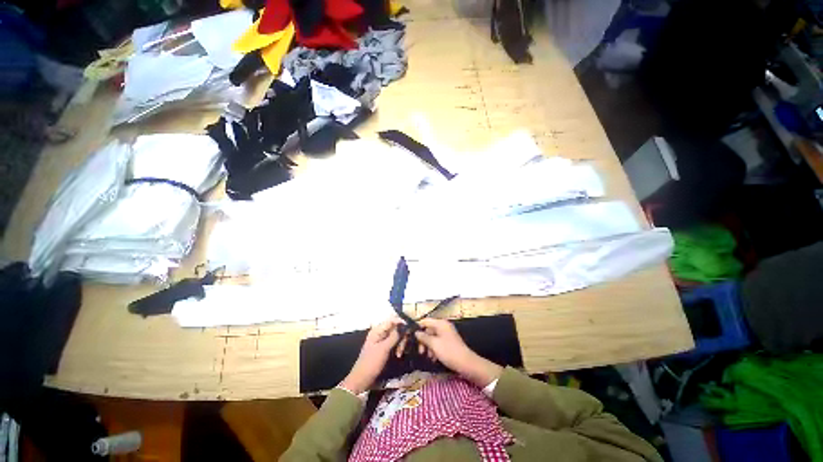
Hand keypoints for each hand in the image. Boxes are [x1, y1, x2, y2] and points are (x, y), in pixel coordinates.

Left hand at [339, 319, 401, 394]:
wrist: (362, 380)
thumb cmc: (371, 363)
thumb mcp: (384, 349)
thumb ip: (394, 336)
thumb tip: (404, 325)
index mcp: (377, 330)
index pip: (391, 320)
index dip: (401, 322)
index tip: (410, 328)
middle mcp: (380, 333)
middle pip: (395, 328)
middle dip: (401, 336)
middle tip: (404, 346)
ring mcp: (382, 340)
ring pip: (396, 336)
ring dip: (400, 343)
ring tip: (400, 354)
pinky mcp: (384, 348)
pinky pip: (394, 343)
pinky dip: (398, 347)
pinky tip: (399, 355)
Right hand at [414, 318, 502, 387]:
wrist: (466, 363)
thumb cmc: (449, 351)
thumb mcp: (434, 344)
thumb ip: (424, 337)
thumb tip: (416, 332)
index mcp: (440, 323)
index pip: (425, 321)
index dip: (417, 327)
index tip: (410, 335)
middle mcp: (443, 326)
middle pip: (429, 329)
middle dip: (423, 340)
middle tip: (420, 351)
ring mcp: (447, 333)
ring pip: (433, 337)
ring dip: (428, 346)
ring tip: (428, 356)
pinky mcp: (449, 341)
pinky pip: (438, 342)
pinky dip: (434, 349)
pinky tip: (433, 358)